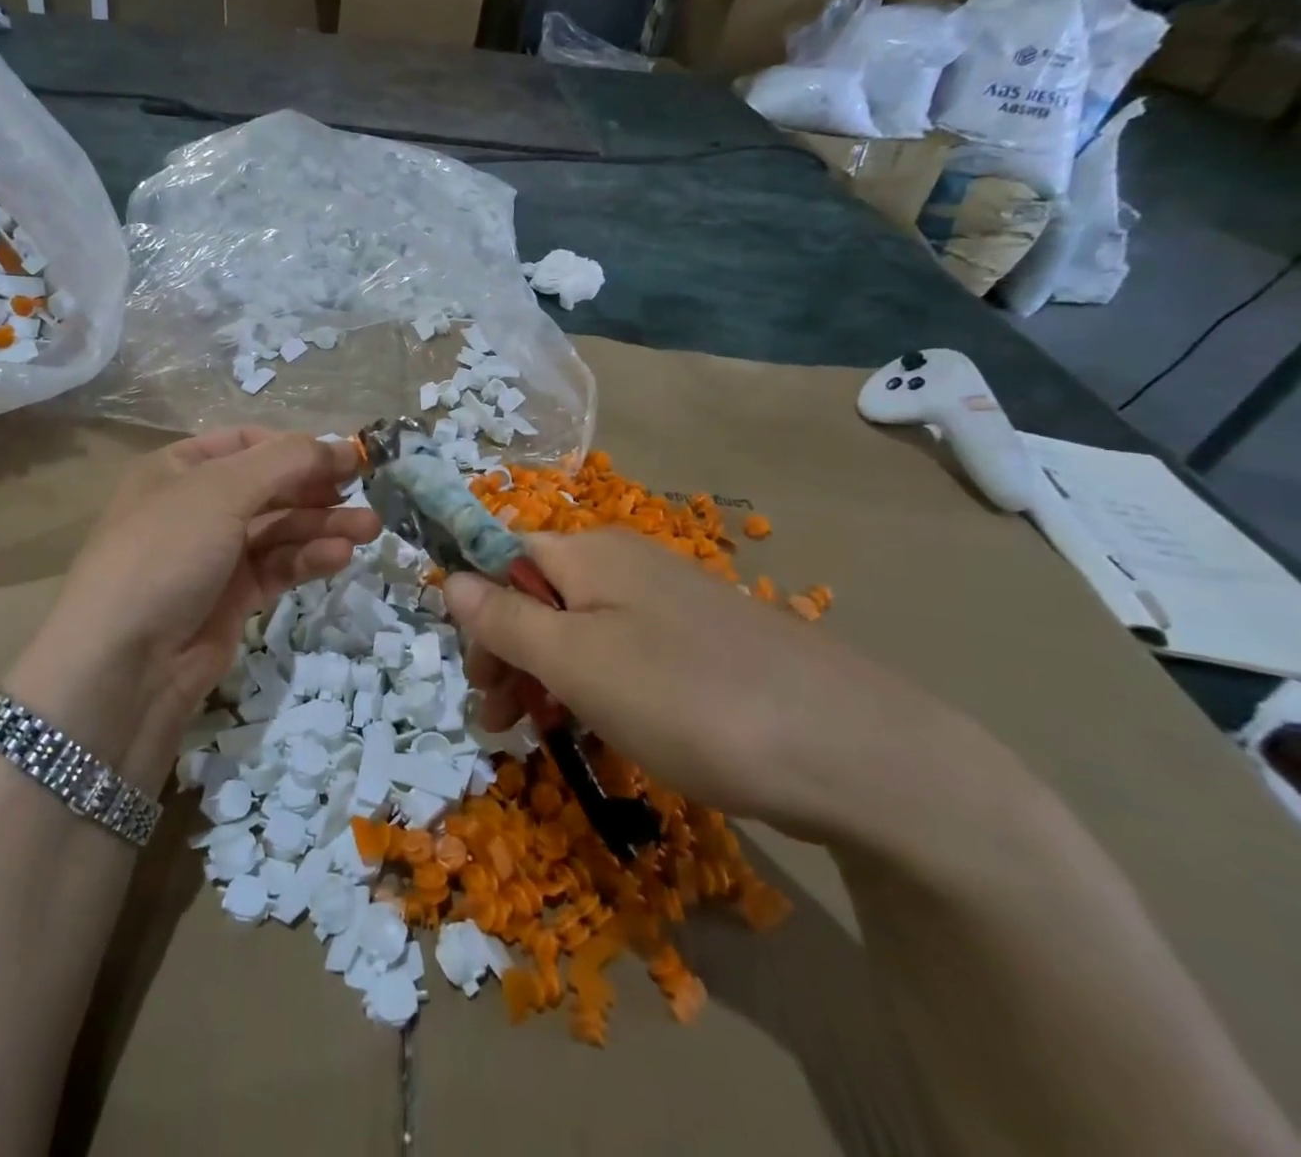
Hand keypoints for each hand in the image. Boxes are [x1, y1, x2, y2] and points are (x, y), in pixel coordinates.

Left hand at [9, 429, 377, 787]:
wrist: (124, 662)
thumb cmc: (167, 552)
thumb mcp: (221, 491)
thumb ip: (285, 461)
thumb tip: (339, 446)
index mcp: (179, 469)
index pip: (248, 443)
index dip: (296, 447)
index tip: (345, 457)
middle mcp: (196, 506)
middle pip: (269, 488)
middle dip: (317, 490)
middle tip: (365, 493)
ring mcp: (214, 555)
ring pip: (279, 530)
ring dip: (323, 526)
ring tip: (368, 529)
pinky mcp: (232, 598)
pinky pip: (277, 567)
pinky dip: (307, 559)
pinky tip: (339, 557)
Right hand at [445, 530, 977, 842]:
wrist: (855, 751)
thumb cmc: (688, 699)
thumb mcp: (575, 662)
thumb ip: (505, 619)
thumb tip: (447, 578)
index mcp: (589, 552)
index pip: (503, 558)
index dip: (477, 612)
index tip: (479, 679)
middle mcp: (626, 563)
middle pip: (539, 596)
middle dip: (508, 654)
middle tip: (501, 722)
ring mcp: (670, 604)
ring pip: (581, 630)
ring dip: (547, 677)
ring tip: (543, 736)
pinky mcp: (702, 644)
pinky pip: (626, 654)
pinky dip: (597, 688)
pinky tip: (602, 730)